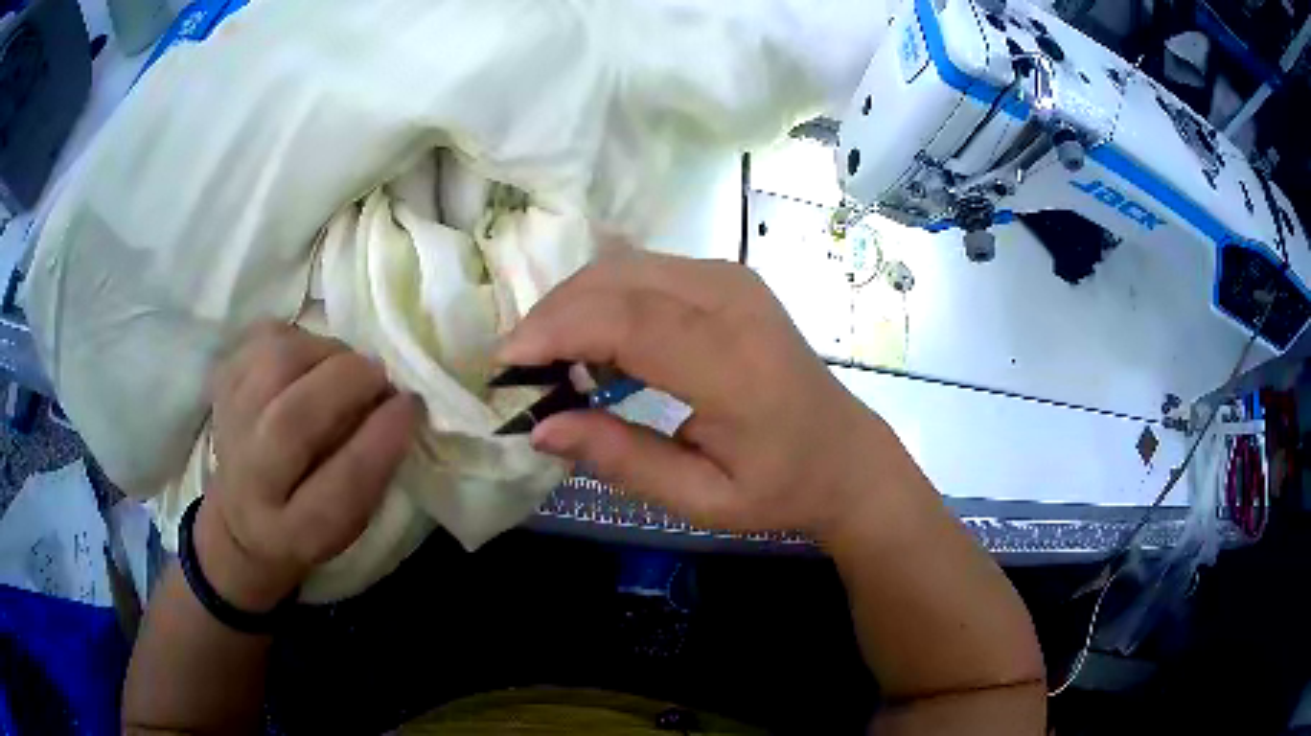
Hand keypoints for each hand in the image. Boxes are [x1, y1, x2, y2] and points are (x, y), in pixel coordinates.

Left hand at [196, 323, 421, 611]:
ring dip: (326, 354)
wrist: (242, 517)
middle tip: (380, 377)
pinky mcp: (222, 381)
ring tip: (344, 369)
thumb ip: (373, 474)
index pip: (340, 485)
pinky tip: (312, 362)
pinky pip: (266, 337)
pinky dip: (301, 338)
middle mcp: (250, 481)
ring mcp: (228, 424)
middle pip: (292, 419)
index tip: (411, 405)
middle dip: (349, 383)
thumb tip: (399, 405)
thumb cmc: (311, 522)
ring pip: (276, 362)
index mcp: (295, 531)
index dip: (381, 439)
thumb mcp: (349, 524)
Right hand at [498, 251, 900, 537]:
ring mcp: (732, 279)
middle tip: (519, 369)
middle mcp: (733, 301)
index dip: (555, 332)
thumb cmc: (780, 487)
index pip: (628, 322)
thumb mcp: (702, 499)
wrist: (846, 453)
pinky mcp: (726, 276)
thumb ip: (621, 460)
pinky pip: (644, 270)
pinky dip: (603, 298)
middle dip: (552, 315)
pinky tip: (594, 342)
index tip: (503, 364)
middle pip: (617, 280)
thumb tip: (540, 428)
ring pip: (624, 266)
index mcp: (736, 365)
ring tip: (550, 360)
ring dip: (573, 303)